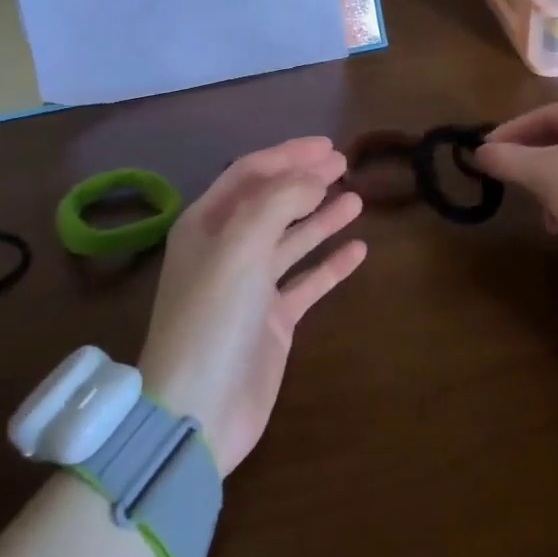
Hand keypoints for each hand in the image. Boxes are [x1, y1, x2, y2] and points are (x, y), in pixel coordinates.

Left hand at [137, 137, 365, 474]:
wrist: (199, 410)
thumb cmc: (213, 316)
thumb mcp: (240, 245)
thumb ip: (278, 201)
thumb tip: (313, 178)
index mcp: (206, 225)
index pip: (250, 174)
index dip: (288, 155)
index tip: (328, 146)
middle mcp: (227, 249)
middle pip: (272, 202)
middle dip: (307, 181)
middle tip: (345, 165)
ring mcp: (251, 286)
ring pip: (292, 240)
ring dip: (321, 217)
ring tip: (356, 200)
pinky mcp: (272, 320)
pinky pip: (307, 281)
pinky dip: (330, 264)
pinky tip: (358, 250)